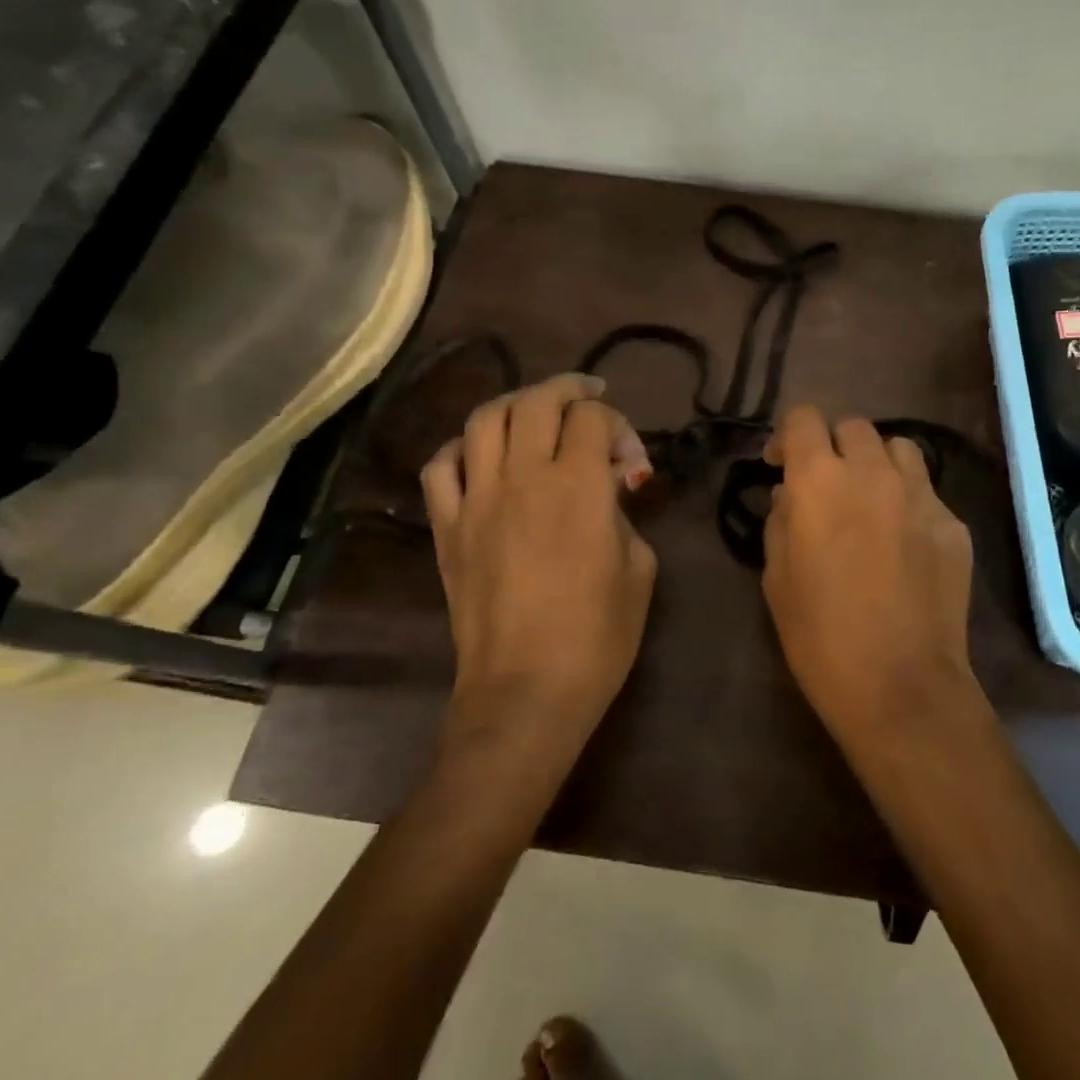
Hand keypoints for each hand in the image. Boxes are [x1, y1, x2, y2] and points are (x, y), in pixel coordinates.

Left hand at [421, 374, 656, 751]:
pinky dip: (463, 449)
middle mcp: (523, 477)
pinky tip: (482, 458)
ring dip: (516, 404)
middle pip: (537, 401)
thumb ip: (623, 515)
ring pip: (485, 419)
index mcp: (579, 486)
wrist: (525, 691)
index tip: (630, 461)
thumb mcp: (639, 569)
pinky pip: (441, 466)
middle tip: (588, 396)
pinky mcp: (446, 527)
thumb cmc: (597, 637)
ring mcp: (476, 499)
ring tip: (535, 413)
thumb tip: (606, 493)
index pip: (593, 418)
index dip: (618, 425)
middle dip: (569, 389)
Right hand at [761, 405, 976, 739]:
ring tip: (870, 499)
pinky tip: (904, 543)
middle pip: (854, 426)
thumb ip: (780, 522)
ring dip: (877, 463)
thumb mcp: (776, 578)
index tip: (782, 465)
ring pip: (899, 448)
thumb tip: (790, 496)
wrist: (900, 684)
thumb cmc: (820, 635)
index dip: (789, 434)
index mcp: (820, 481)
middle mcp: (873, 473)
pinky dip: (909, 502)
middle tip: (827, 485)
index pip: (804, 418)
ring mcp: (921, 495)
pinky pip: (927, 493)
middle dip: (834, 446)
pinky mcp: (954, 524)